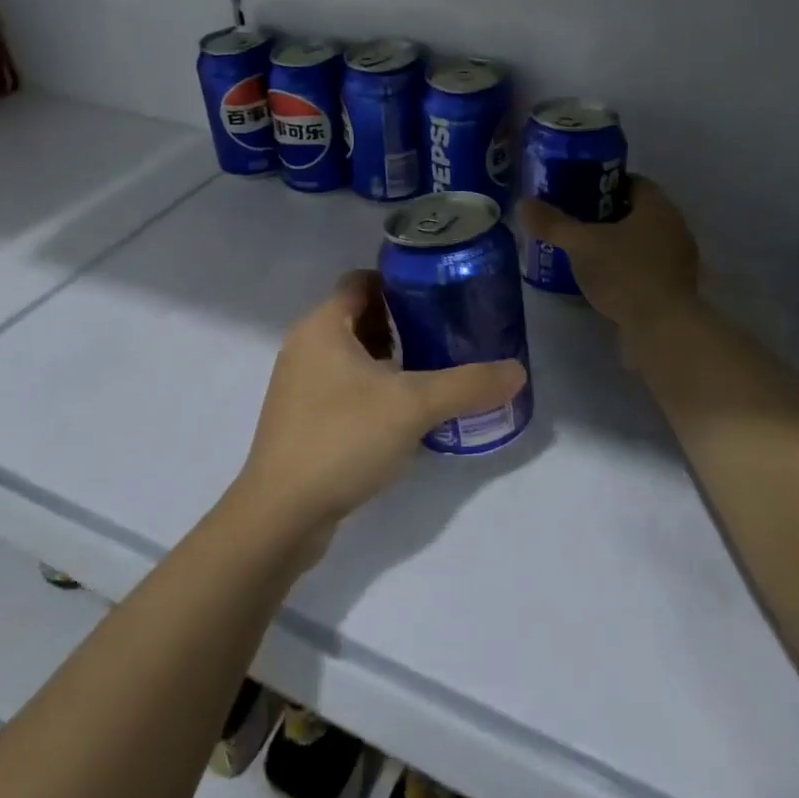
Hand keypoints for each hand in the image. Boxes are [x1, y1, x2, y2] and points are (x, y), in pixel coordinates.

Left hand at [231, 271, 525, 557]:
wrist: (280, 516)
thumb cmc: (342, 438)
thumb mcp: (412, 406)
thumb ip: (467, 385)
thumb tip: (518, 371)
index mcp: (323, 325)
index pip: (362, 280)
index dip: (400, 282)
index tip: (439, 295)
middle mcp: (306, 346)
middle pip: (361, 316)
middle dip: (403, 323)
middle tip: (447, 335)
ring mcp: (300, 385)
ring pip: (354, 355)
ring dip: (391, 360)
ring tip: (434, 374)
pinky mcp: (303, 419)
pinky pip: (345, 388)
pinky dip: (375, 390)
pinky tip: (406, 415)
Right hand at [520, 176, 700, 332]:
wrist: (663, 330)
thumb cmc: (624, 274)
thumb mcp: (581, 244)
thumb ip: (553, 223)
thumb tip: (523, 203)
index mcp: (659, 208)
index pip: (634, 182)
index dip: (605, 184)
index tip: (579, 192)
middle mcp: (675, 228)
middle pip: (637, 212)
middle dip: (607, 215)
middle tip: (575, 222)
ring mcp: (678, 261)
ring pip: (642, 242)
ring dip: (617, 244)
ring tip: (583, 252)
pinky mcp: (675, 290)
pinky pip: (646, 268)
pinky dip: (625, 268)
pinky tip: (602, 280)